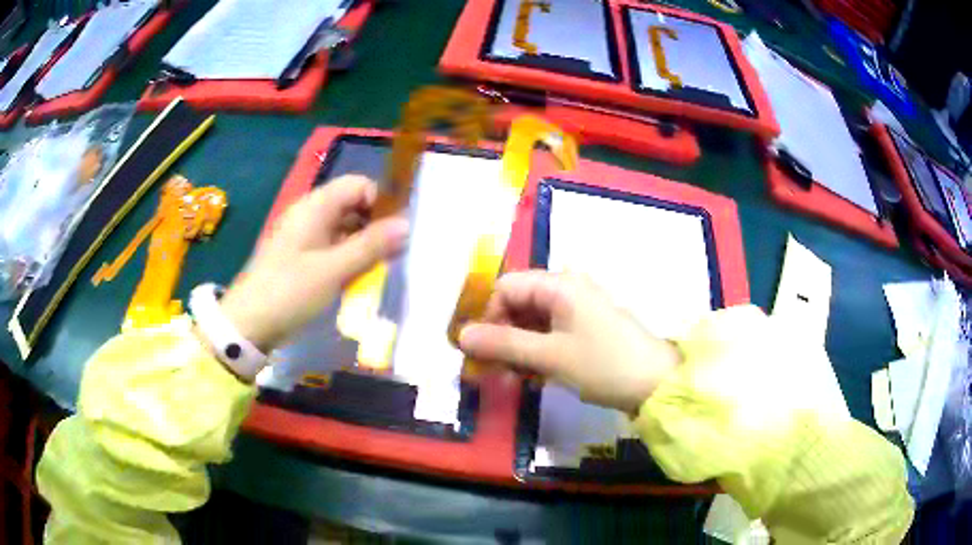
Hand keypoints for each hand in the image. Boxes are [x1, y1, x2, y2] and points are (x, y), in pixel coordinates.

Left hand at [219, 175, 408, 353]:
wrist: (249, 323)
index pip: (358, 185)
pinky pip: (334, 247)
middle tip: (394, 252)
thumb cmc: (290, 291)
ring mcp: (306, 236)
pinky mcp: (303, 257)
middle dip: (376, 224)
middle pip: (353, 205)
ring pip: (345, 228)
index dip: (380, 201)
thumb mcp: (334, 269)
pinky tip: (360, 276)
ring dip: (365, 243)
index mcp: (316, 206)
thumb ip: (371, 245)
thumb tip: (407, 223)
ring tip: (382, 267)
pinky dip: (350, 256)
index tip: (397, 230)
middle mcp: (311, 214)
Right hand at [458, 271, 681, 413]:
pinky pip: (550, 334)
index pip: (506, 287)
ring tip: (516, 379)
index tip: (483, 352)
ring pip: (533, 322)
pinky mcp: (586, 329)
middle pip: (518, 304)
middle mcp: (567, 289)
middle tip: (494, 371)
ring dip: (518, 349)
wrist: (656, 384)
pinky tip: (536, 378)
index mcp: (559, 284)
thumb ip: (503, 344)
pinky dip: (537, 353)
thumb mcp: (550, 356)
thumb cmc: (603, 364)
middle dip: (502, 337)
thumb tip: (461, 335)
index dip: (488, 317)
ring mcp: (578, 310)